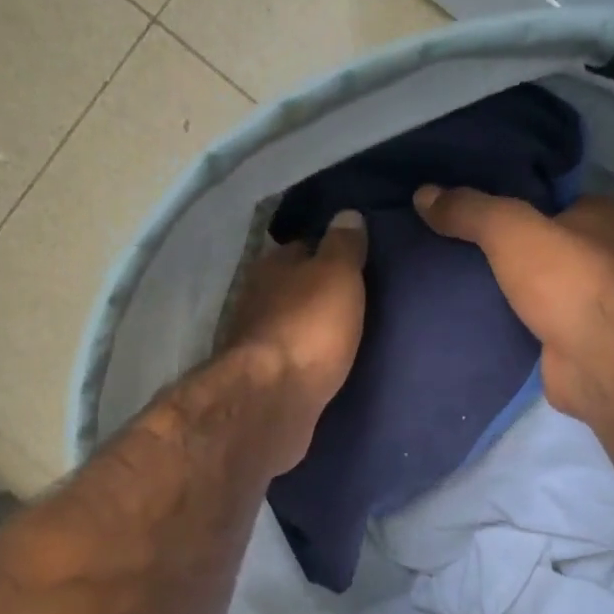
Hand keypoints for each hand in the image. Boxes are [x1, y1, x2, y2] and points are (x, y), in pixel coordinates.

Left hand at [219, 209, 368, 460]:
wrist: (274, 400)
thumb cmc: (309, 328)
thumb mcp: (337, 275)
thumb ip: (343, 245)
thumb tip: (347, 213)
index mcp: (273, 266)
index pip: (303, 246)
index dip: (329, 250)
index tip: (356, 258)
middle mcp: (257, 298)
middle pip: (293, 286)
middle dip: (318, 291)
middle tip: (356, 298)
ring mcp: (257, 341)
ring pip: (291, 323)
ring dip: (312, 327)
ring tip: (347, 332)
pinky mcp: (263, 380)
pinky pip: (292, 359)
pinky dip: (307, 358)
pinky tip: (328, 363)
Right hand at [414, 186, 613, 422]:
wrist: (596, 359)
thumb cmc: (566, 279)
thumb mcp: (509, 229)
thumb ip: (469, 210)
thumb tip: (422, 194)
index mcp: (602, 216)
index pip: (553, 197)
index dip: (515, 198)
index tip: (473, 205)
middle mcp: (602, 256)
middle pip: (541, 242)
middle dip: (504, 246)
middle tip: (454, 242)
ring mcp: (587, 302)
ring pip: (534, 284)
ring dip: (502, 286)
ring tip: (451, 278)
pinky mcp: (569, 339)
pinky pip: (528, 321)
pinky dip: (504, 320)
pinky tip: (469, 316)